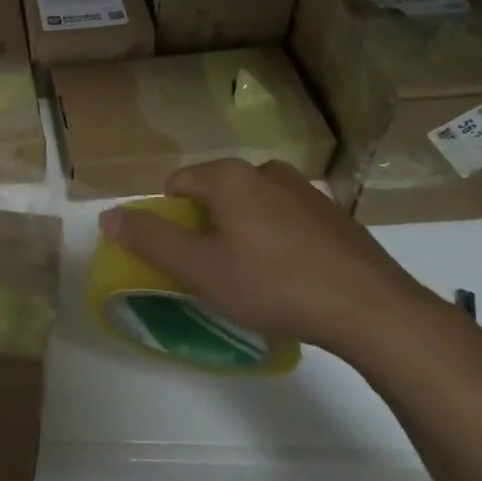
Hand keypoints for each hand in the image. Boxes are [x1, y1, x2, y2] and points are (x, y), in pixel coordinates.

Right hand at [97, 159, 436, 356]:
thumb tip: (108, 215)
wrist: (373, 310)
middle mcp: (265, 170)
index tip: (186, 259)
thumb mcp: (200, 269)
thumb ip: (149, 239)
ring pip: (251, 204)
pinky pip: (286, 217)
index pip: (176, 186)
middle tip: (219, 271)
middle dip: (208, 227)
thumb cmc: (274, 285)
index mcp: (228, 176)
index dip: (171, 223)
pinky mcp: (334, 212)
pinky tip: (293, 274)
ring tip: (257, 276)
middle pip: (214, 193)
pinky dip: (278, 238)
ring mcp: (305, 189)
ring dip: (243, 231)